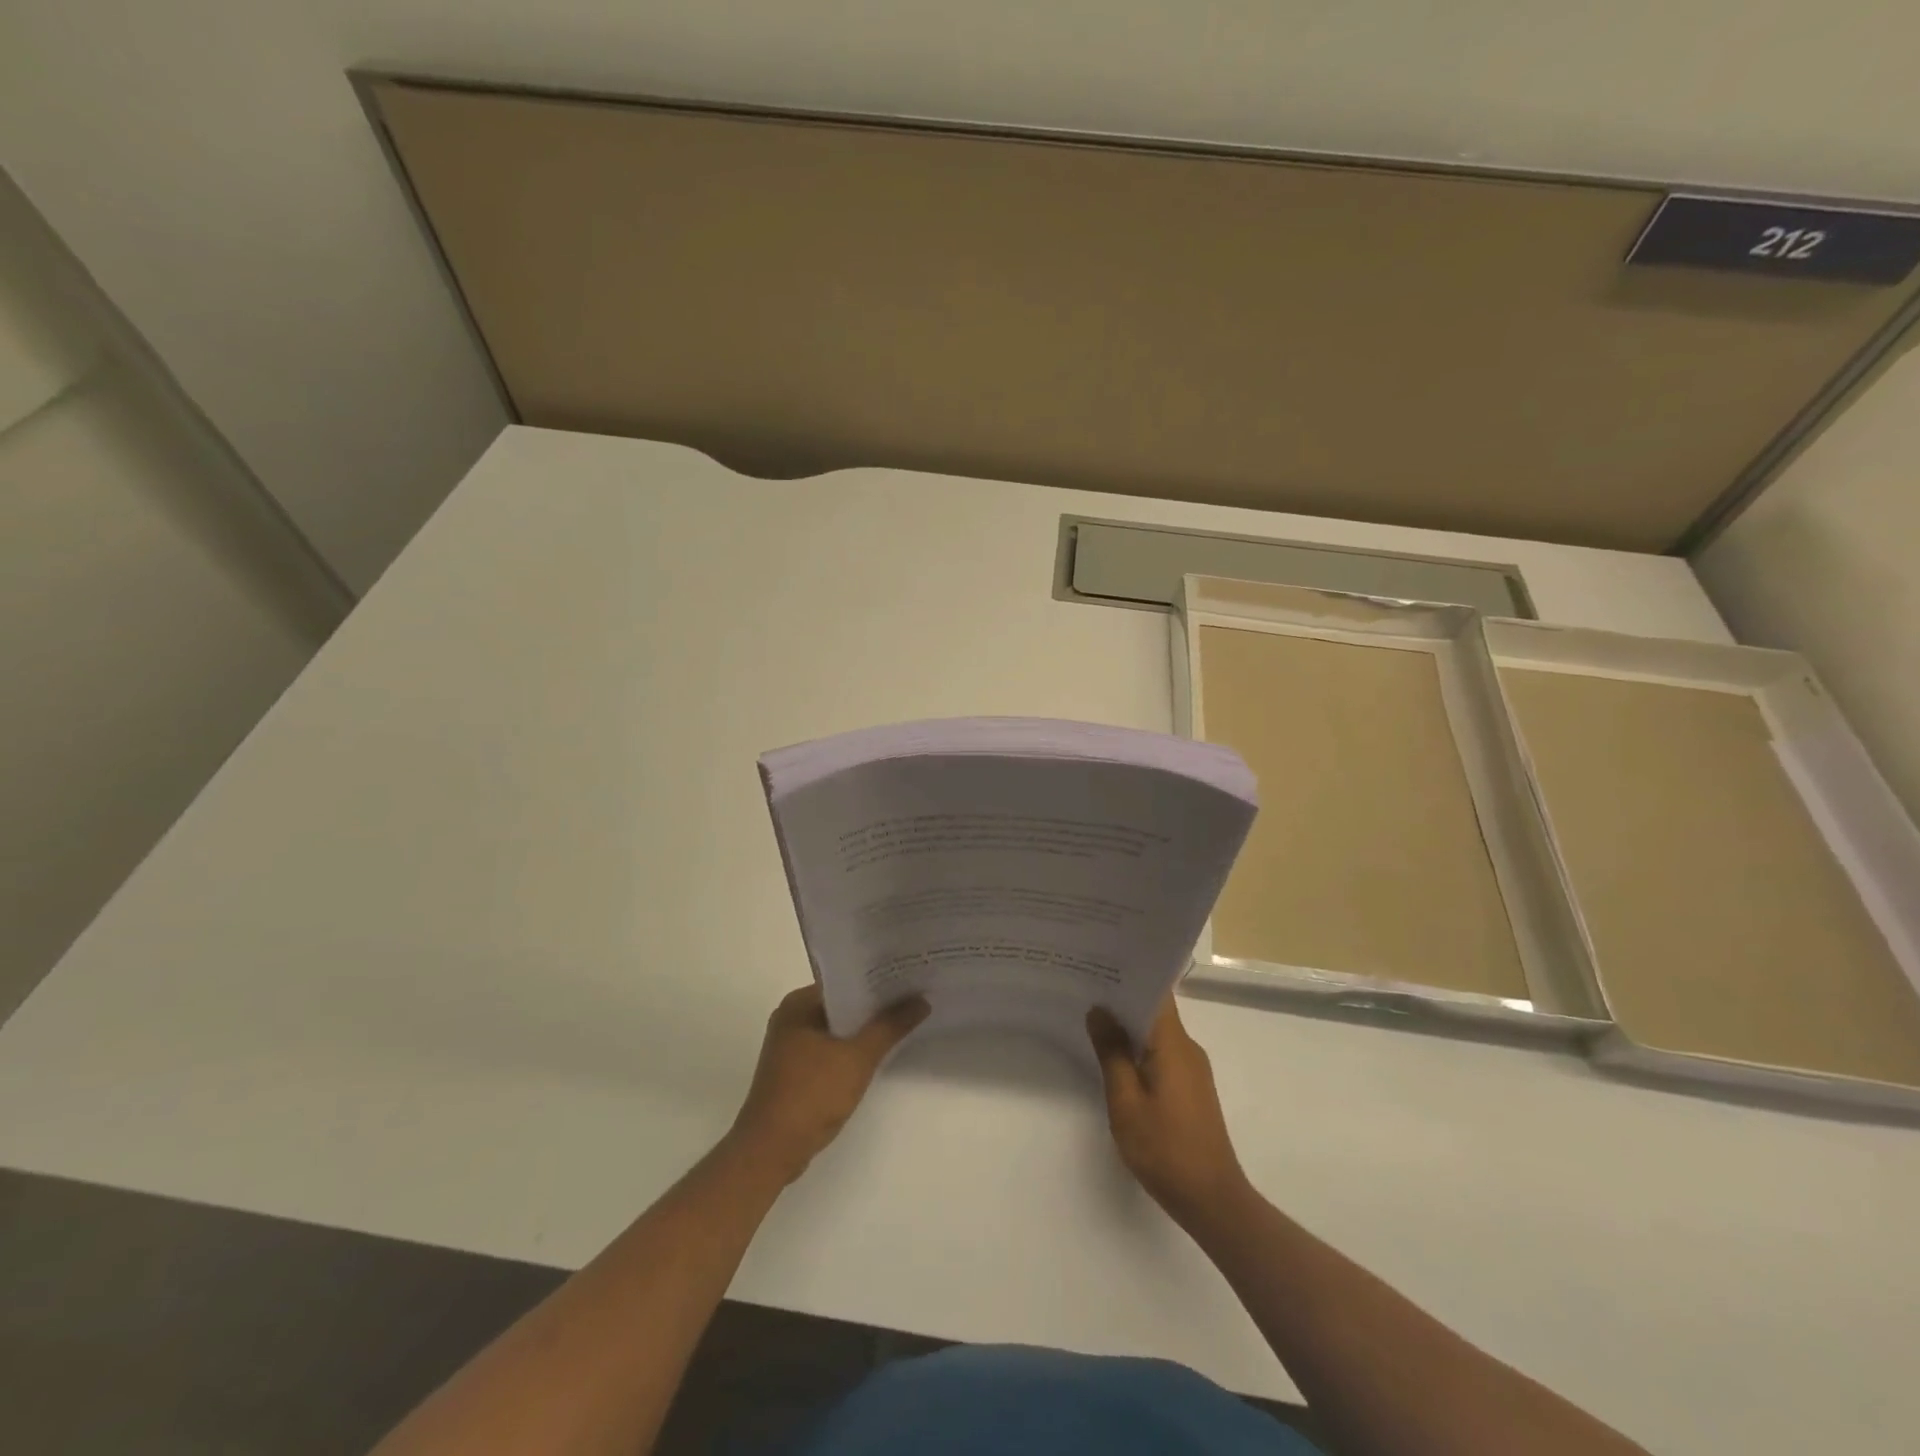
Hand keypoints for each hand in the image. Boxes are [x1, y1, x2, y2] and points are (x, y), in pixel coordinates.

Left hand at [729, 985, 928, 1183]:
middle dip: (875, 1005)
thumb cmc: (811, 1094)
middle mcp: (792, 1018)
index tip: (909, 977)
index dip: (878, 979)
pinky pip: (831, 1049)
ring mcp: (791, 1046)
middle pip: (842, 1004)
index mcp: (798, 1004)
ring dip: (865, 1029)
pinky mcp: (795, 1071)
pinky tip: (879, 1054)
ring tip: (904, 1022)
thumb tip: (922, 999)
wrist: (771, 1151)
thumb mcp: (858, 1058)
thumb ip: (890, 1027)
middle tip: (915, 997)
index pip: (844, 981)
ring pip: (837, 1028)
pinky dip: (852, 1050)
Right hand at [1088, 997, 1247, 1224]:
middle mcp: (1188, 1049)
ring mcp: (1192, 1070)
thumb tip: (1099, 1010)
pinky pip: (1162, 1054)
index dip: (1129, 977)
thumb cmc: (1165, 1149)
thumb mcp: (1126, 1101)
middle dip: (1122, 1000)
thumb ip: (1112, 1053)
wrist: (1213, 1201)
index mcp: (1174, 1044)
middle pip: (1155, 1011)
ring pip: (1158, 1034)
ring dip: (1129, 1026)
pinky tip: (1115, 1058)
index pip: (1156, 993)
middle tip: (1085, 989)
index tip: (1099, 966)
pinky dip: (1139, 1050)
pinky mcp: (1191, 1090)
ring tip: (1092, 1019)